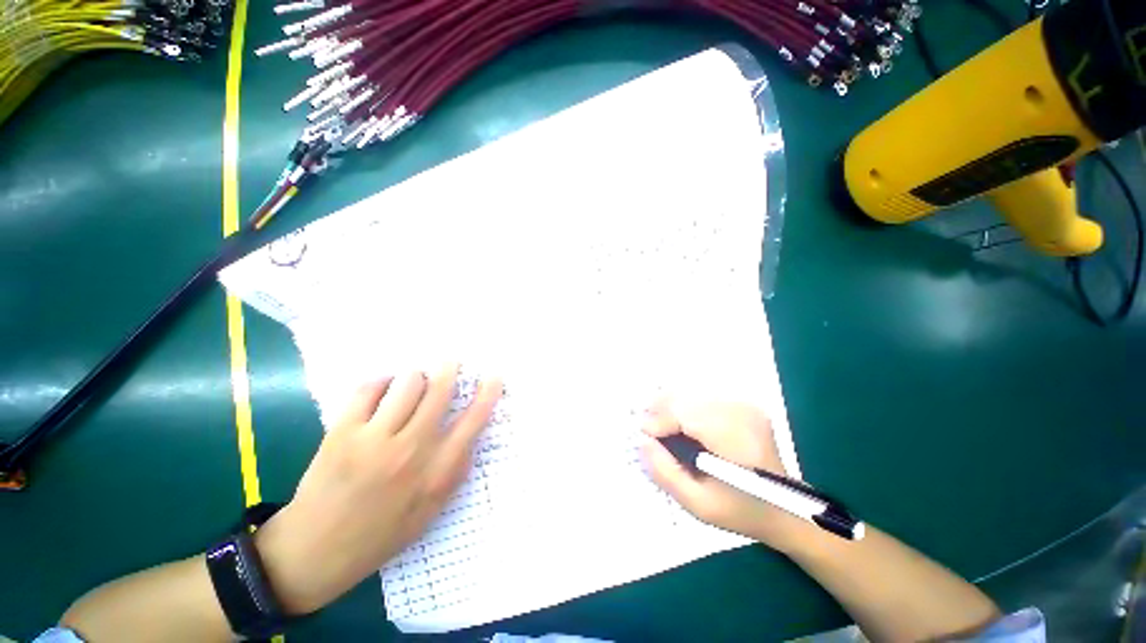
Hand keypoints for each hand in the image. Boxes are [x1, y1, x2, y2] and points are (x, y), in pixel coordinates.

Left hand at [254, 364, 502, 613]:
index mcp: (435, 472)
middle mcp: (411, 450)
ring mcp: (374, 439)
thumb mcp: (429, 512)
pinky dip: (381, 382)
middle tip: (451, 362)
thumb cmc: (379, 535)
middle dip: (449, 369)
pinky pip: (369, 388)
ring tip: (413, 382)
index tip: (494, 377)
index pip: (472, 423)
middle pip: (439, 392)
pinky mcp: (342, 432)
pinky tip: (383, 390)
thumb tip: (469, 437)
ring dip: (415, 377)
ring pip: (407, 383)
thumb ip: (454, 473)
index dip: (487, 395)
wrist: (313, 553)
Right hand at [640, 401, 806, 550]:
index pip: (688, 414)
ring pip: (693, 392)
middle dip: (661, 408)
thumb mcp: (699, 505)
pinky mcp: (743, 403)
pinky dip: (684, 404)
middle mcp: (742, 413)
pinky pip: (703, 395)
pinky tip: (679, 418)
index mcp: (737, 440)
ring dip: (670, 404)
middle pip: (688, 397)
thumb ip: (666, 473)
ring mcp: (745, 405)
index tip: (645, 435)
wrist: (785, 507)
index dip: (661, 420)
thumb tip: (642, 441)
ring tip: (659, 422)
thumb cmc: (741, 510)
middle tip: (647, 427)